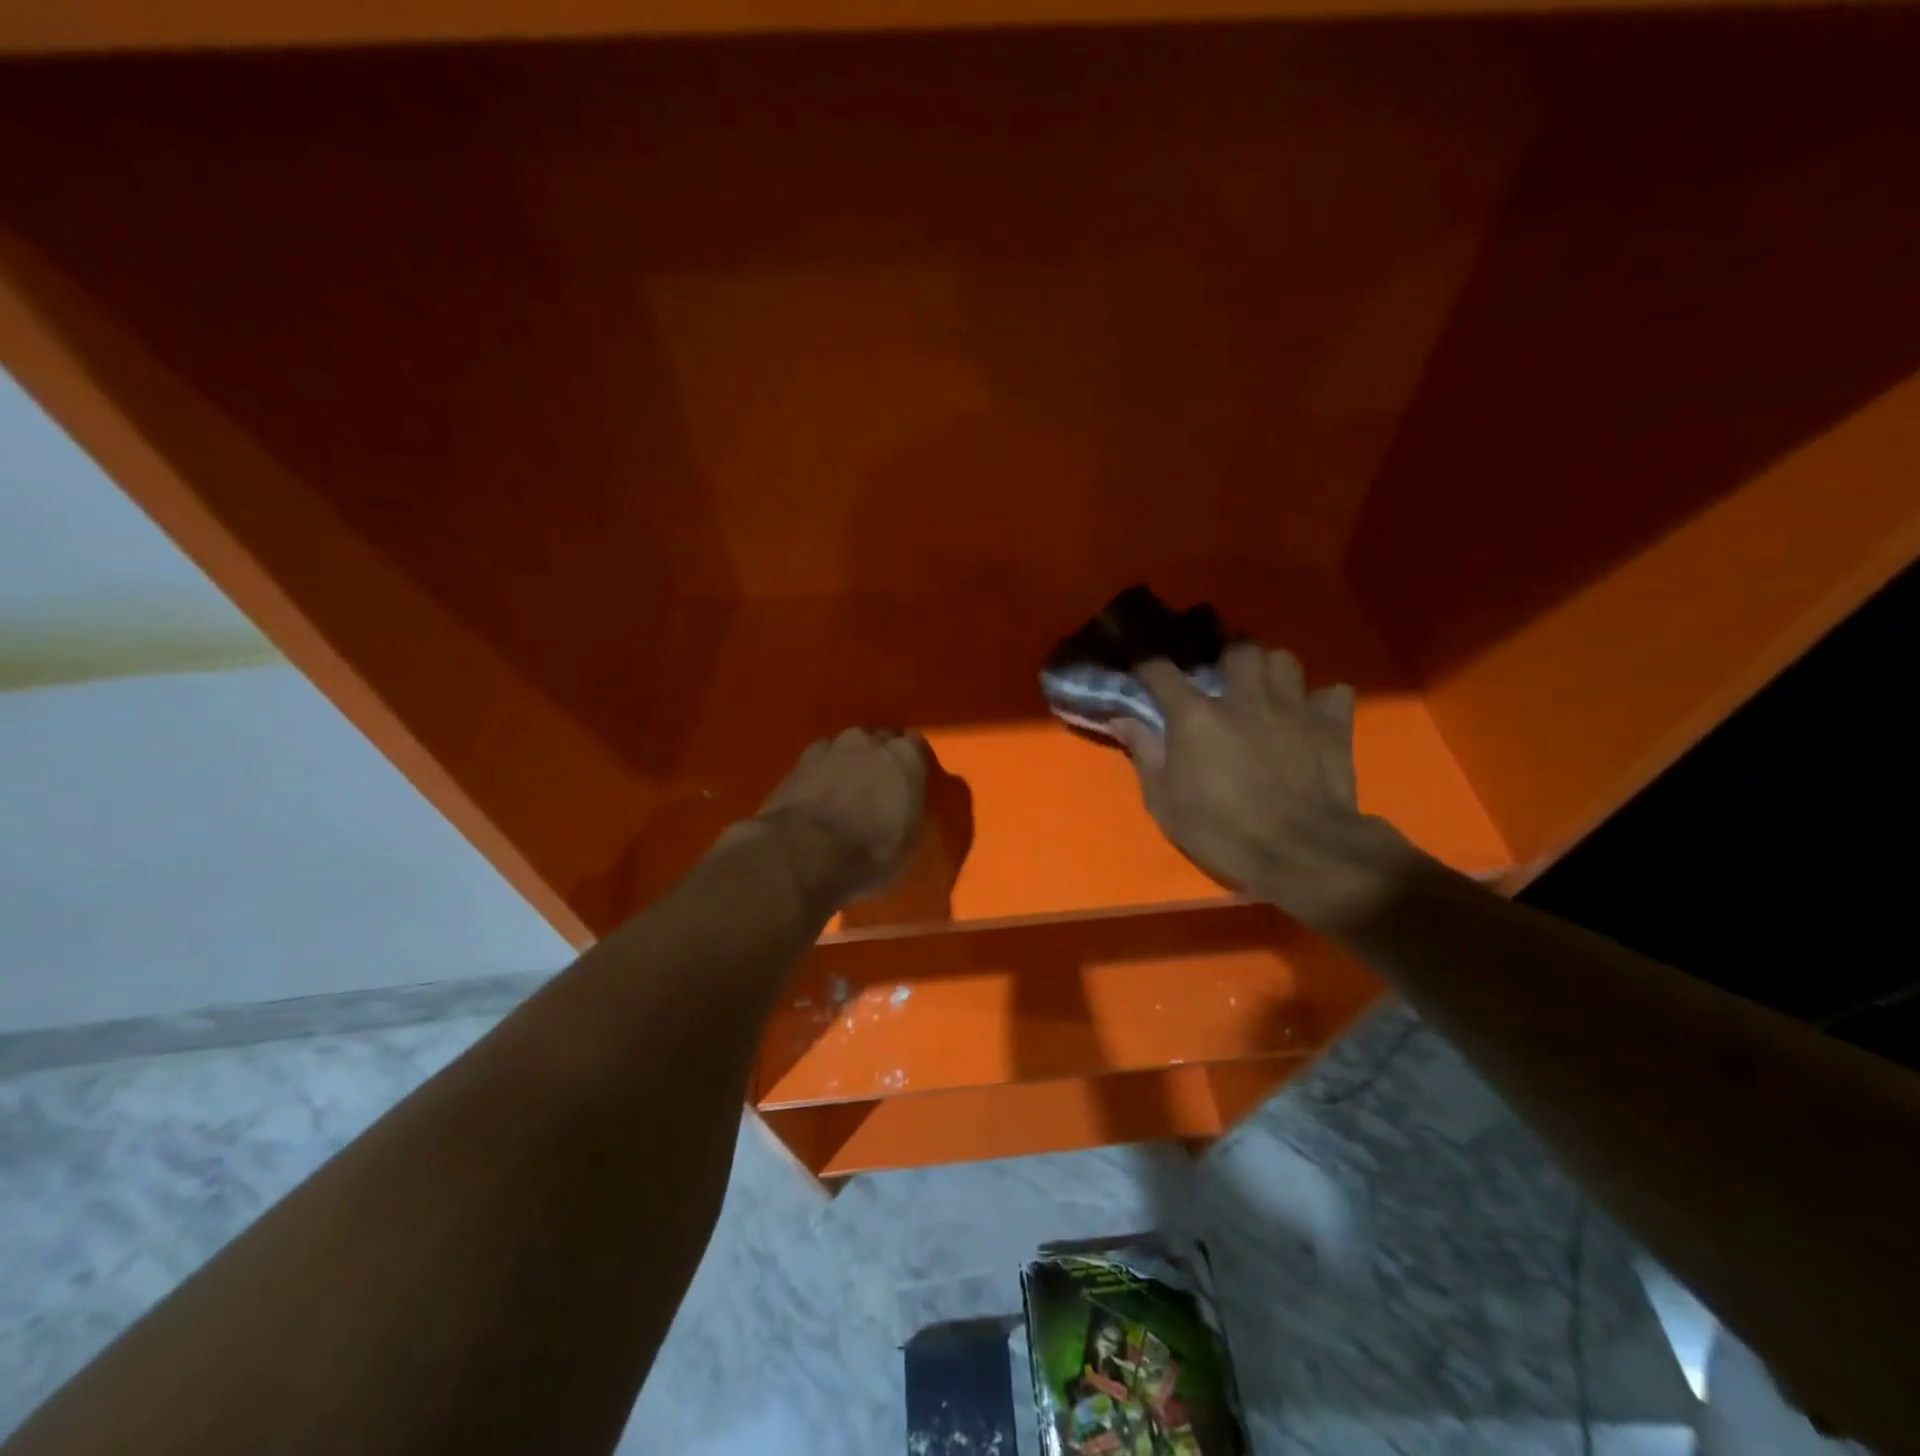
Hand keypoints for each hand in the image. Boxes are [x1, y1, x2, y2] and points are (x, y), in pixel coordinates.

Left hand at [750, 728, 928, 906]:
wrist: (807, 851)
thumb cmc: (870, 851)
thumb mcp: (910, 842)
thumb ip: (913, 812)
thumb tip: (907, 807)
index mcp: (906, 757)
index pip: (916, 746)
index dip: (912, 763)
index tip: (909, 782)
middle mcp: (872, 742)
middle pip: (881, 741)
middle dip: (881, 759)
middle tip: (878, 788)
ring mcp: (834, 747)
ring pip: (849, 746)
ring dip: (850, 761)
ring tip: (846, 789)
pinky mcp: (802, 759)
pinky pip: (820, 758)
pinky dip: (822, 770)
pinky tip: (818, 792)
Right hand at [1112, 644, 1411, 931]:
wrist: (1301, 852)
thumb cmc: (1222, 831)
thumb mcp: (1165, 801)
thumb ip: (1144, 753)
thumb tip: (1121, 719)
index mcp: (1196, 715)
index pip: (1161, 671)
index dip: (1145, 663)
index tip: (1140, 665)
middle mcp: (1243, 697)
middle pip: (1236, 648)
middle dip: (1225, 655)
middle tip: (1220, 675)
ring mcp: (1292, 706)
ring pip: (1282, 659)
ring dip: (1270, 669)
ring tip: (1264, 688)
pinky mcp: (1332, 723)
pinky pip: (1331, 692)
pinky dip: (1320, 698)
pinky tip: (1310, 714)